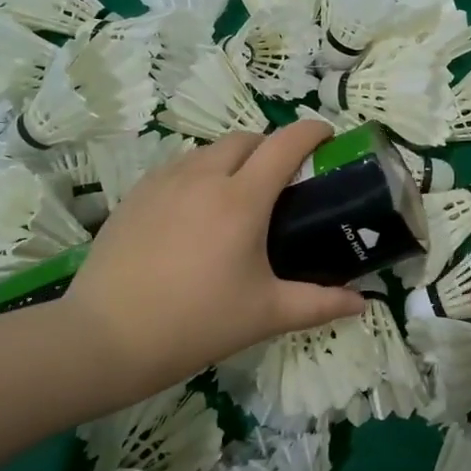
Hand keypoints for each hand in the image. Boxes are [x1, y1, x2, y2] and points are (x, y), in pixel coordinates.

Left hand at [64, 121, 365, 401]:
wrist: (106, 338)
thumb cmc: (196, 323)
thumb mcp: (266, 314)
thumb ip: (321, 304)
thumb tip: (364, 304)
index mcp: (242, 199)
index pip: (286, 144)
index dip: (312, 132)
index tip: (328, 138)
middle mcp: (203, 177)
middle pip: (246, 139)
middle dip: (271, 147)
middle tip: (283, 181)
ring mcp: (164, 182)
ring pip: (209, 150)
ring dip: (233, 159)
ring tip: (238, 197)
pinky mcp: (136, 195)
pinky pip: (178, 168)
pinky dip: (199, 174)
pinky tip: (196, 212)